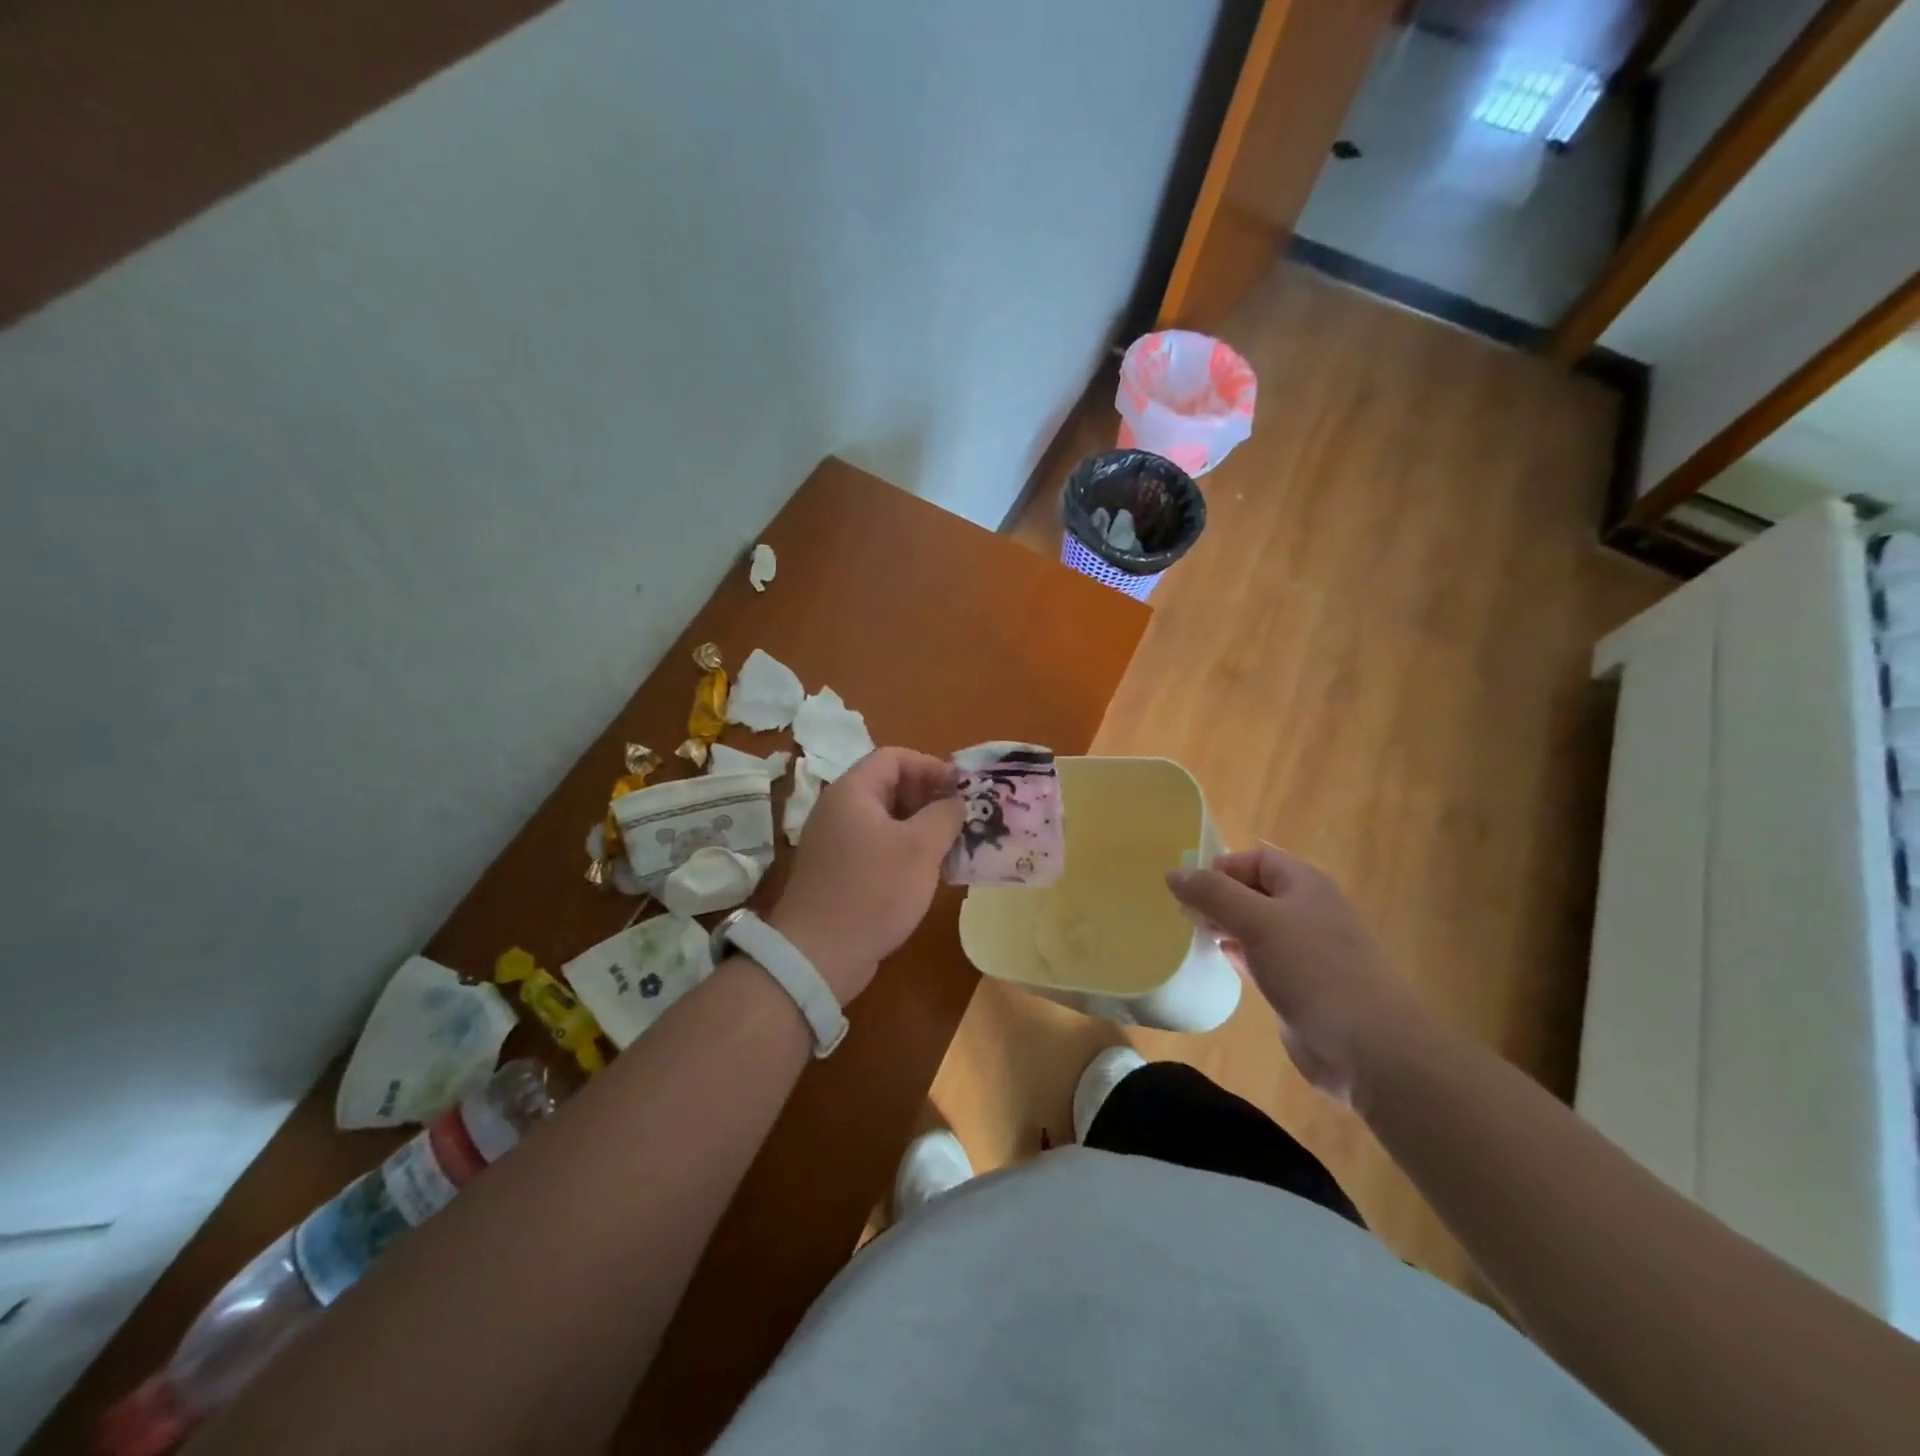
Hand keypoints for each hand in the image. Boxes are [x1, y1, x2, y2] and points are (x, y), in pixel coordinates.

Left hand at [768, 747, 964, 1004]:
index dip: (931, 767)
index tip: (962, 790)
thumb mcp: (920, 848)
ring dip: (922, 828)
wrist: (819, 955)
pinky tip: (931, 873)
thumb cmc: (873, 890)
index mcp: (853, 792)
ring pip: (887, 820)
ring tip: (954, 846)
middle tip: (963, 819)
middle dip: (930, 798)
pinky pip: (879, 847)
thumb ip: (945, 814)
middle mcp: (840, 810)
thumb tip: (956, 801)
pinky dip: (906, 851)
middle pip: (890, 786)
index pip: (894, 757)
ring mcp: (837, 843)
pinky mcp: (840, 872)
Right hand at [1167, 846, 1435, 1102]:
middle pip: (1254, 890)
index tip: (1188, 889)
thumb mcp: (1257, 921)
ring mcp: (1305, 951)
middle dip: (1218, 897)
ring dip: (1224, 926)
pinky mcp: (1299, 985)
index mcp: (1305, 884)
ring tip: (1190, 934)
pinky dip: (1237, 955)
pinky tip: (1216, 961)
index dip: (1222, 867)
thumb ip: (1213, 893)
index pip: (1256, 859)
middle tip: (1183, 913)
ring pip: (1256, 926)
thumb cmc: (1312, 969)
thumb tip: (1173, 872)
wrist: (1368, 1047)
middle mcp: (1307, 911)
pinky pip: (1260, 959)